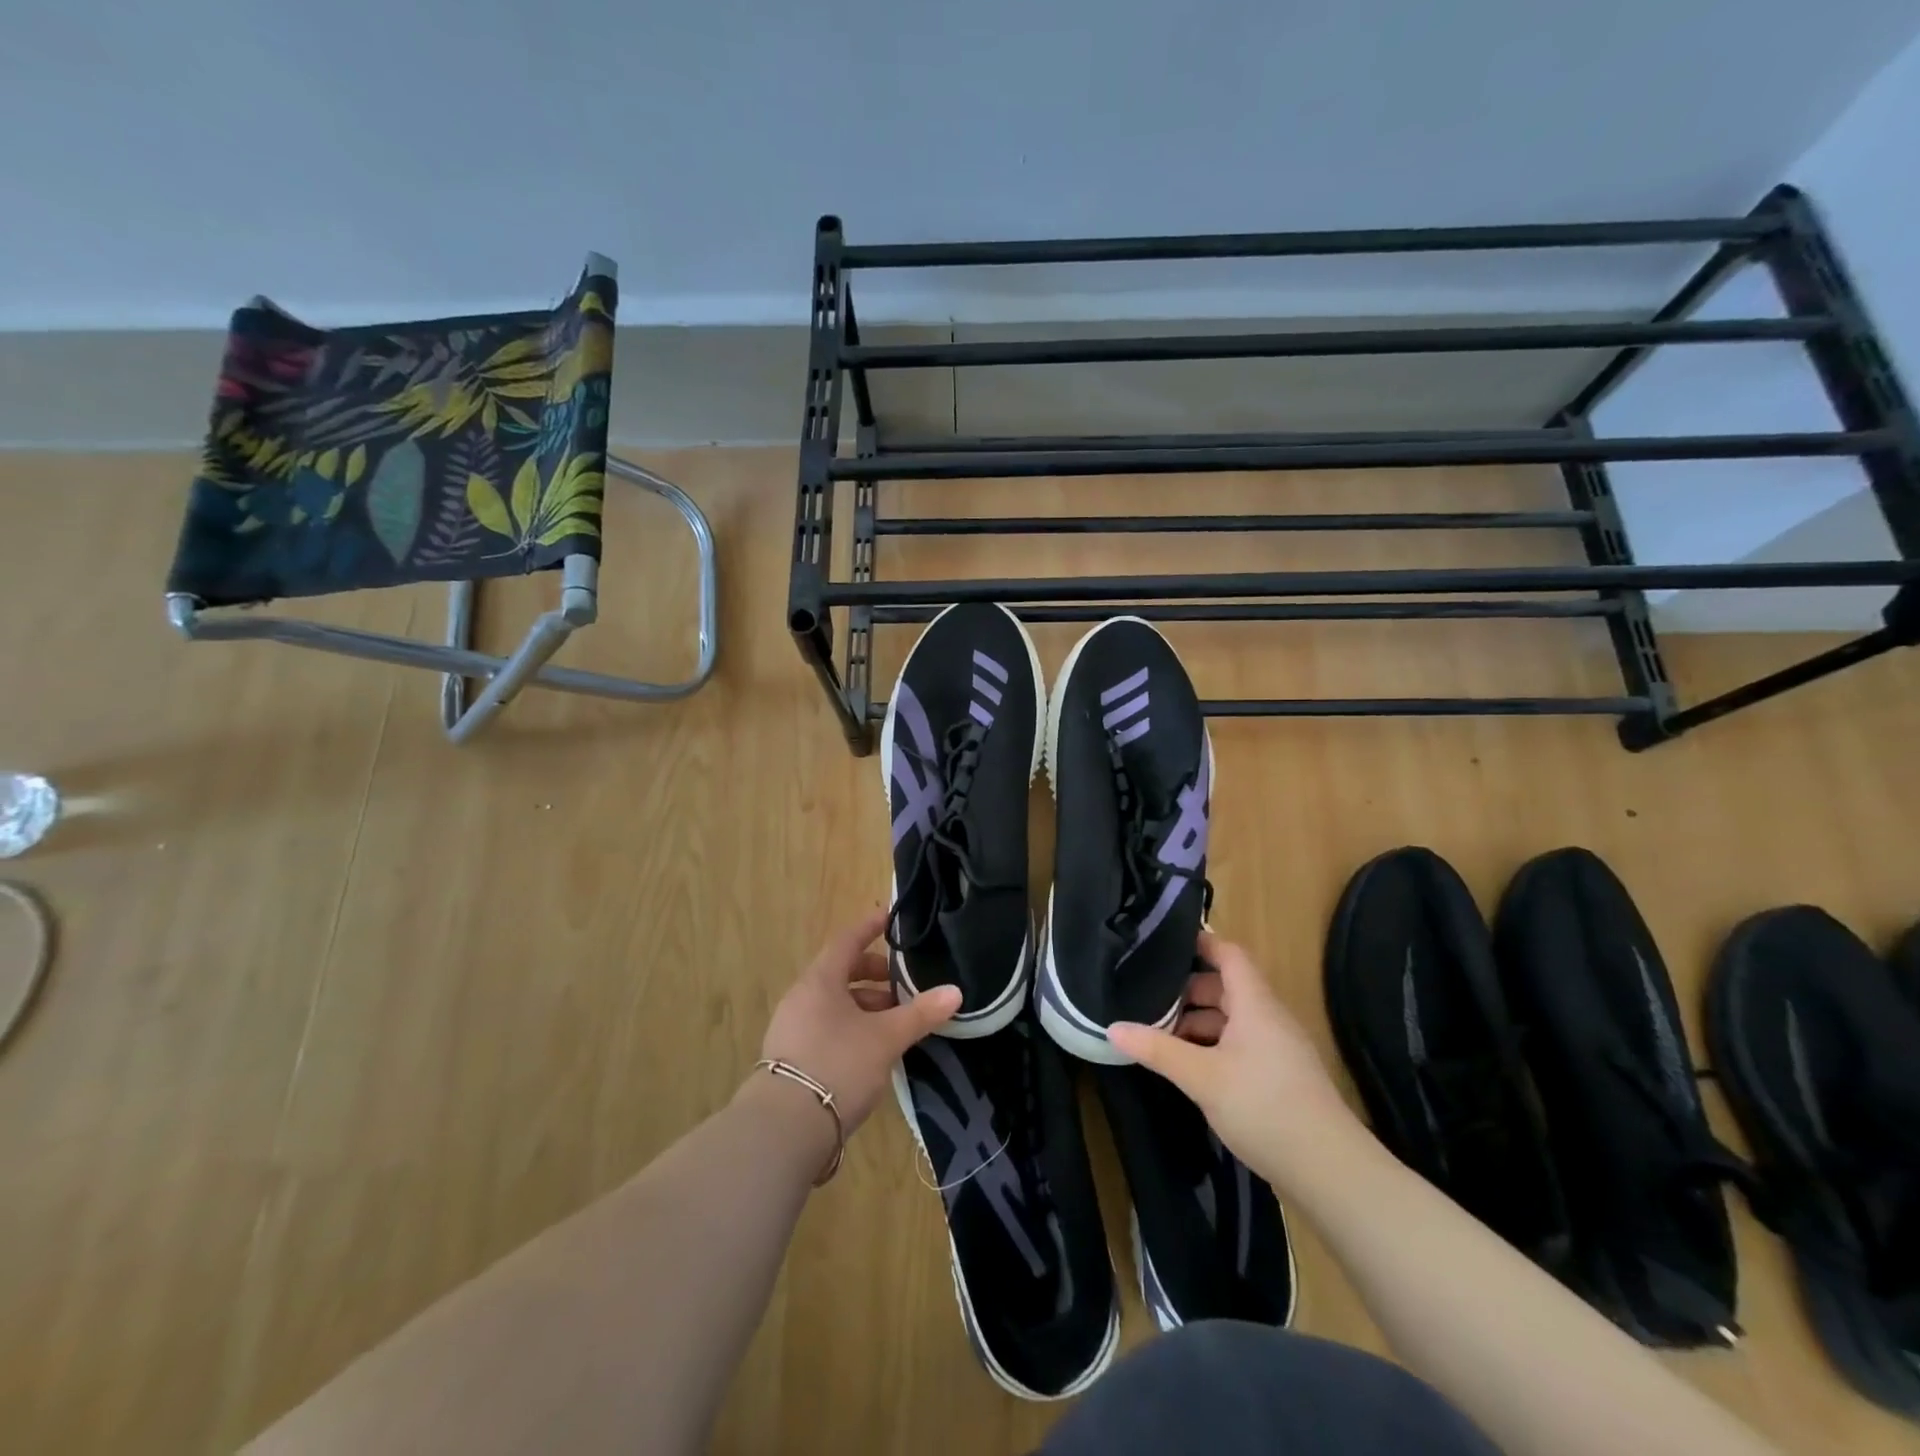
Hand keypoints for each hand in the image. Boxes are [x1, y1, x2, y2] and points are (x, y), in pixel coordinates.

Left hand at [755, 909, 961, 1135]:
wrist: (784, 1129)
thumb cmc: (838, 1065)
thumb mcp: (886, 1038)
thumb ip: (920, 1013)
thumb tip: (955, 992)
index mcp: (820, 980)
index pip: (848, 940)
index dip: (870, 927)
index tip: (891, 917)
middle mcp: (802, 997)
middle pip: (841, 972)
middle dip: (875, 976)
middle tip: (904, 985)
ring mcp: (792, 1028)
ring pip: (835, 1003)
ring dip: (865, 1006)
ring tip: (895, 1023)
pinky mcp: (791, 1058)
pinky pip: (826, 1027)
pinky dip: (851, 1027)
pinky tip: (872, 1050)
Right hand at [1109, 930, 1359, 1176]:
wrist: (1330, 1171)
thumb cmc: (1264, 1107)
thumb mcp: (1202, 1077)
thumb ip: (1157, 1049)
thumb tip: (1112, 1027)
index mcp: (1255, 1004)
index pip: (1229, 954)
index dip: (1200, 943)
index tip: (1163, 943)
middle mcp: (1269, 1017)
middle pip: (1226, 988)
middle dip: (1187, 992)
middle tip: (1146, 999)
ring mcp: (1278, 1048)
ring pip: (1232, 1020)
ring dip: (1198, 1023)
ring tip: (1160, 1036)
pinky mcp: (1281, 1077)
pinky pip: (1241, 1045)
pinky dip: (1213, 1046)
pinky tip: (1190, 1068)